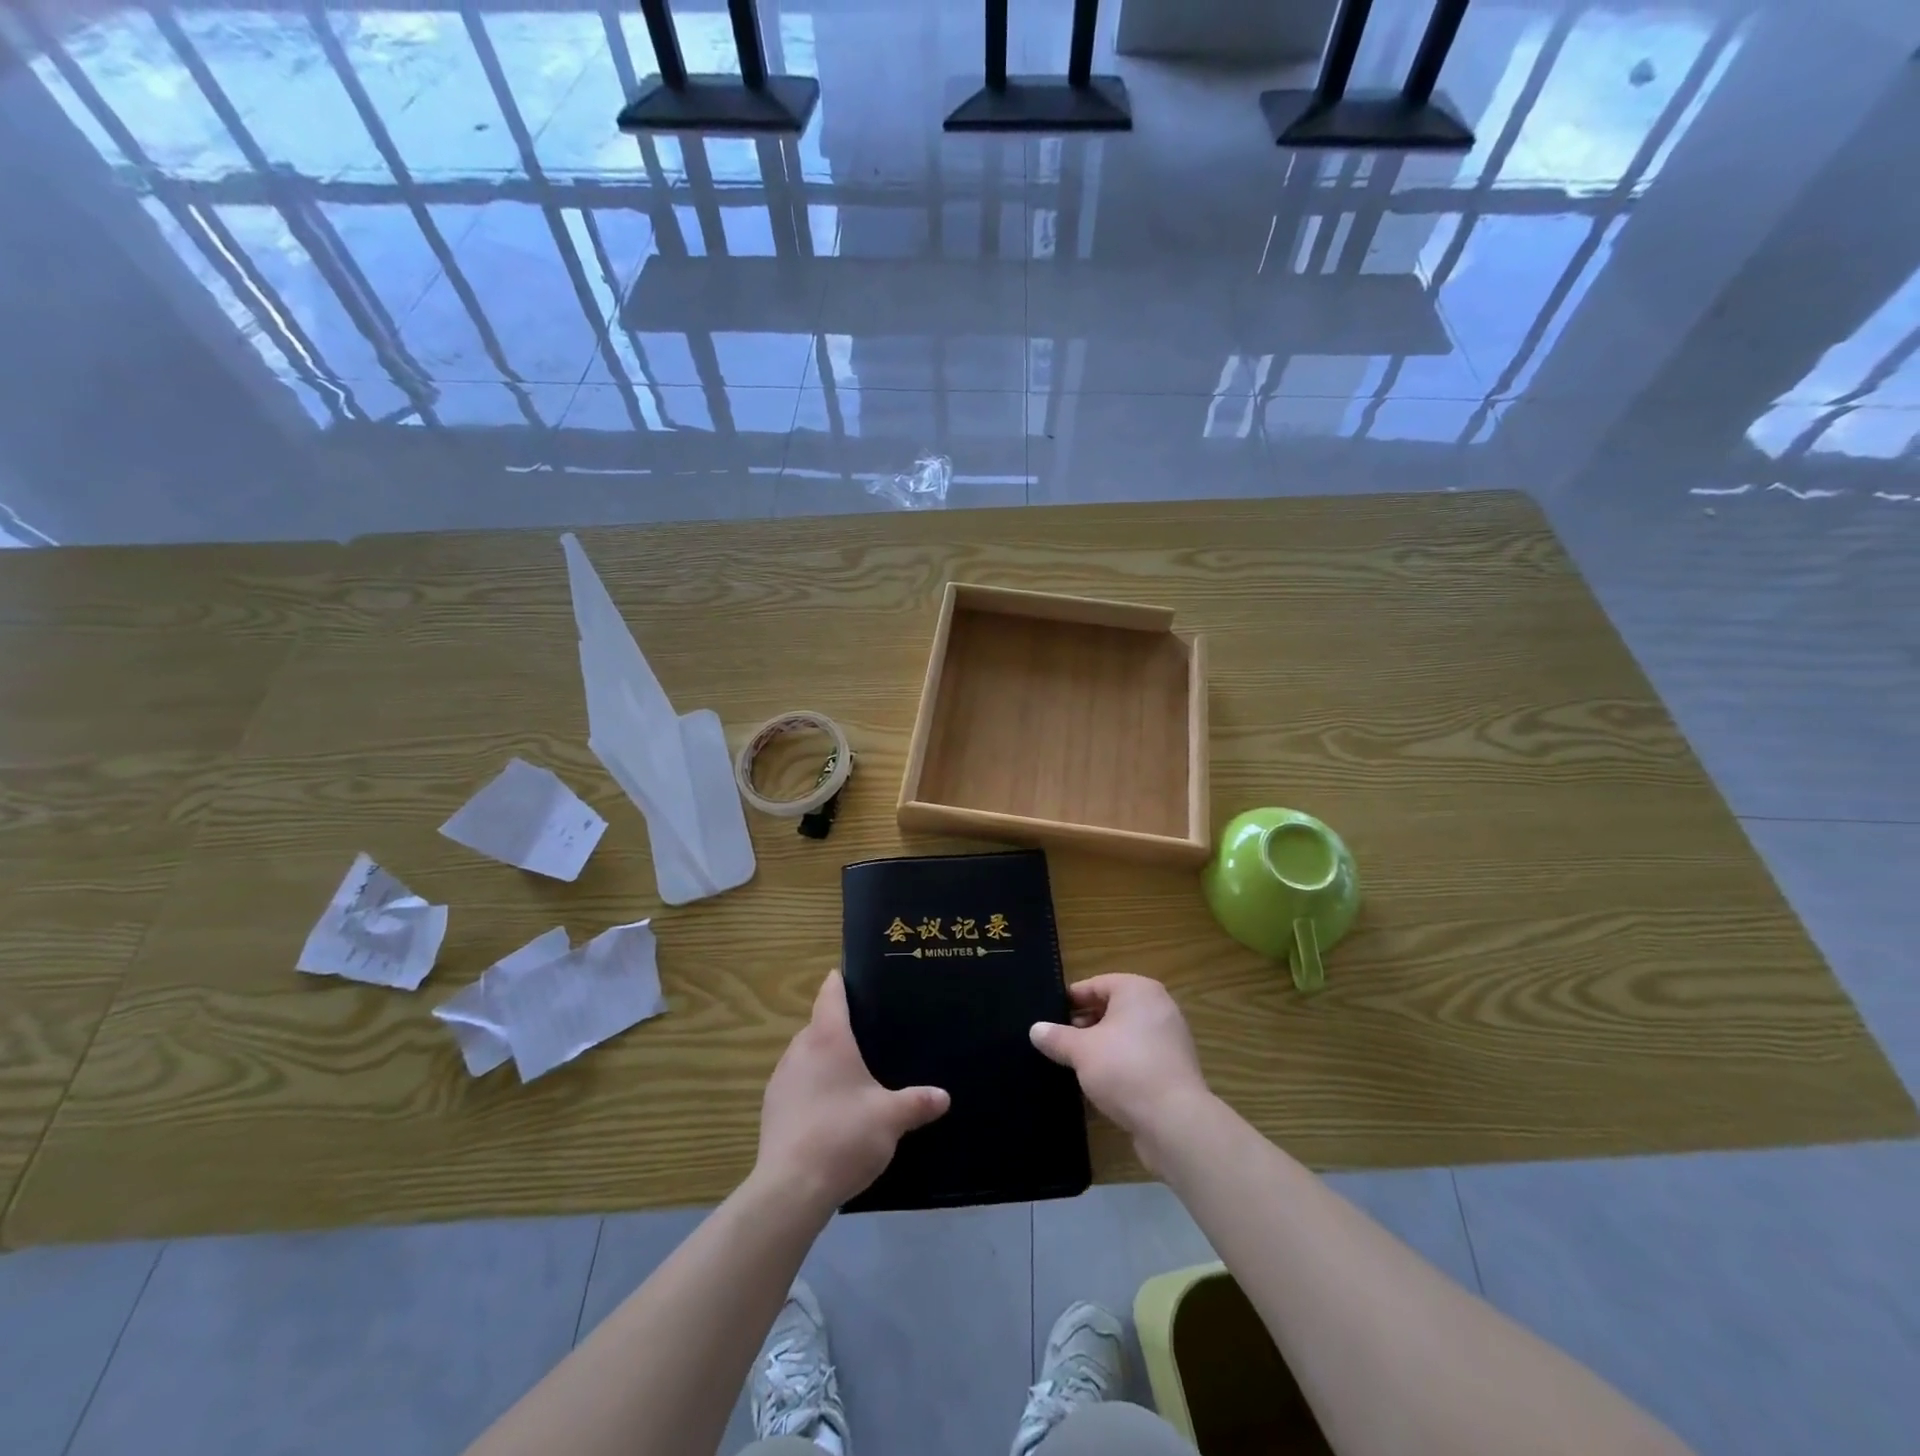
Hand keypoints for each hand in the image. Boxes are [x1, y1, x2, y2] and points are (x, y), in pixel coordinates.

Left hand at [756, 970, 949, 1214]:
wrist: (791, 1189)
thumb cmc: (844, 1135)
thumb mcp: (891, 1118)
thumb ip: (917, 1102)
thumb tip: (944, 1096)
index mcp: (827, 1038)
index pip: (830, 994)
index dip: (840, 982)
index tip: (853, 977)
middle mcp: (799, 1050)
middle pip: (818, 1025)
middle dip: (838, 1027)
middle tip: (868, 1034)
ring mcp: (780, 1080)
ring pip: (804, 1056)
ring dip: (822, 1059)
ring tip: (851, 1073)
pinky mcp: (771, 1110)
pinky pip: (796, 1085)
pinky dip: (811, 1087)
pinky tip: (830, 1109)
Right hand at [1030, 974, 1212, 1170]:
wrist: (1174, 1122)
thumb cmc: (1125, 1070)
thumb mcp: (1082, 1051)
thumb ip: (1057, 1037)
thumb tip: (1035, 1029)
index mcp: (1138, 990)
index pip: (1096, 985)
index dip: (1070, 1000)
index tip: (1048, 1016)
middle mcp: (1158, 1008)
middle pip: (1111, 1008)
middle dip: (1083, 1025)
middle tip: (1056, 1042)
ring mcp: (1169, 1039)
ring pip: (1124, 1035)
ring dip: (1100, 1047)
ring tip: (1072, 1064)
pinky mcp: (1173, 1069)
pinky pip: (1138, 1057)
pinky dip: (1118, 1065)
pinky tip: (1097, 1084)